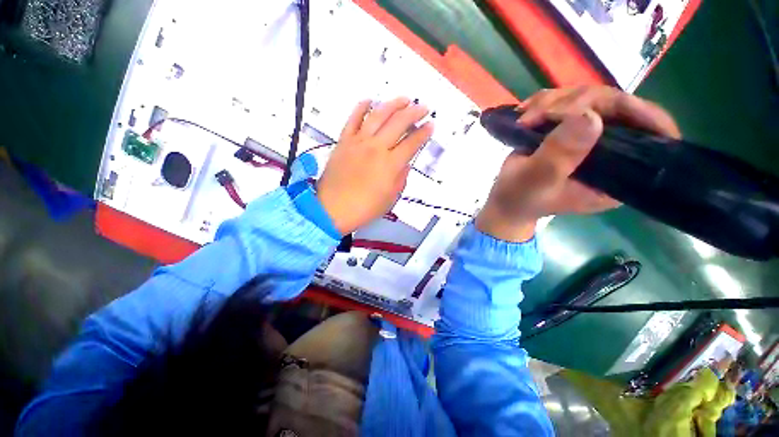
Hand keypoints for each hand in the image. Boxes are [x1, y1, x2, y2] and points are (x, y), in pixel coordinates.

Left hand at [317, 98, 433, 234]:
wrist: (332, 209)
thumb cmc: (363, 208)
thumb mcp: (390, 199)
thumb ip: (401, 179)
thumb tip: (405, 164)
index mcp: (390, 165)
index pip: (411, 143)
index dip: (423, 133)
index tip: (430, 125)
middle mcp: (376, 148)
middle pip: (398, 123)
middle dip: (414, 113)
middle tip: (422, 108)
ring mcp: (358, 142)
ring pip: (377, 116)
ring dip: (393, 105)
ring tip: (403, 99)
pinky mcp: (344, 141)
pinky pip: (352, 119)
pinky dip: (361, 108)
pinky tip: (369, 101)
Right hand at [477, 86, 680, 241]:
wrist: (505, 199)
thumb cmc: (520, 198)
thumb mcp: (536, 181)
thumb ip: (560, 155)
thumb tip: (589, 115)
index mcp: (617, 174)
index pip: (652, 136)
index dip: (639, 113)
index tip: (600, 105)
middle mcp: (613, 152)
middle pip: (617, 107)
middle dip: (576, 102)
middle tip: (539, 113)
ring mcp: (591, 138)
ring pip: (591, 98)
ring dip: (554, 101)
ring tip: (524, 118)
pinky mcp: (571, 130)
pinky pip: (569, 101)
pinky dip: (545, 102)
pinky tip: (526, 112)